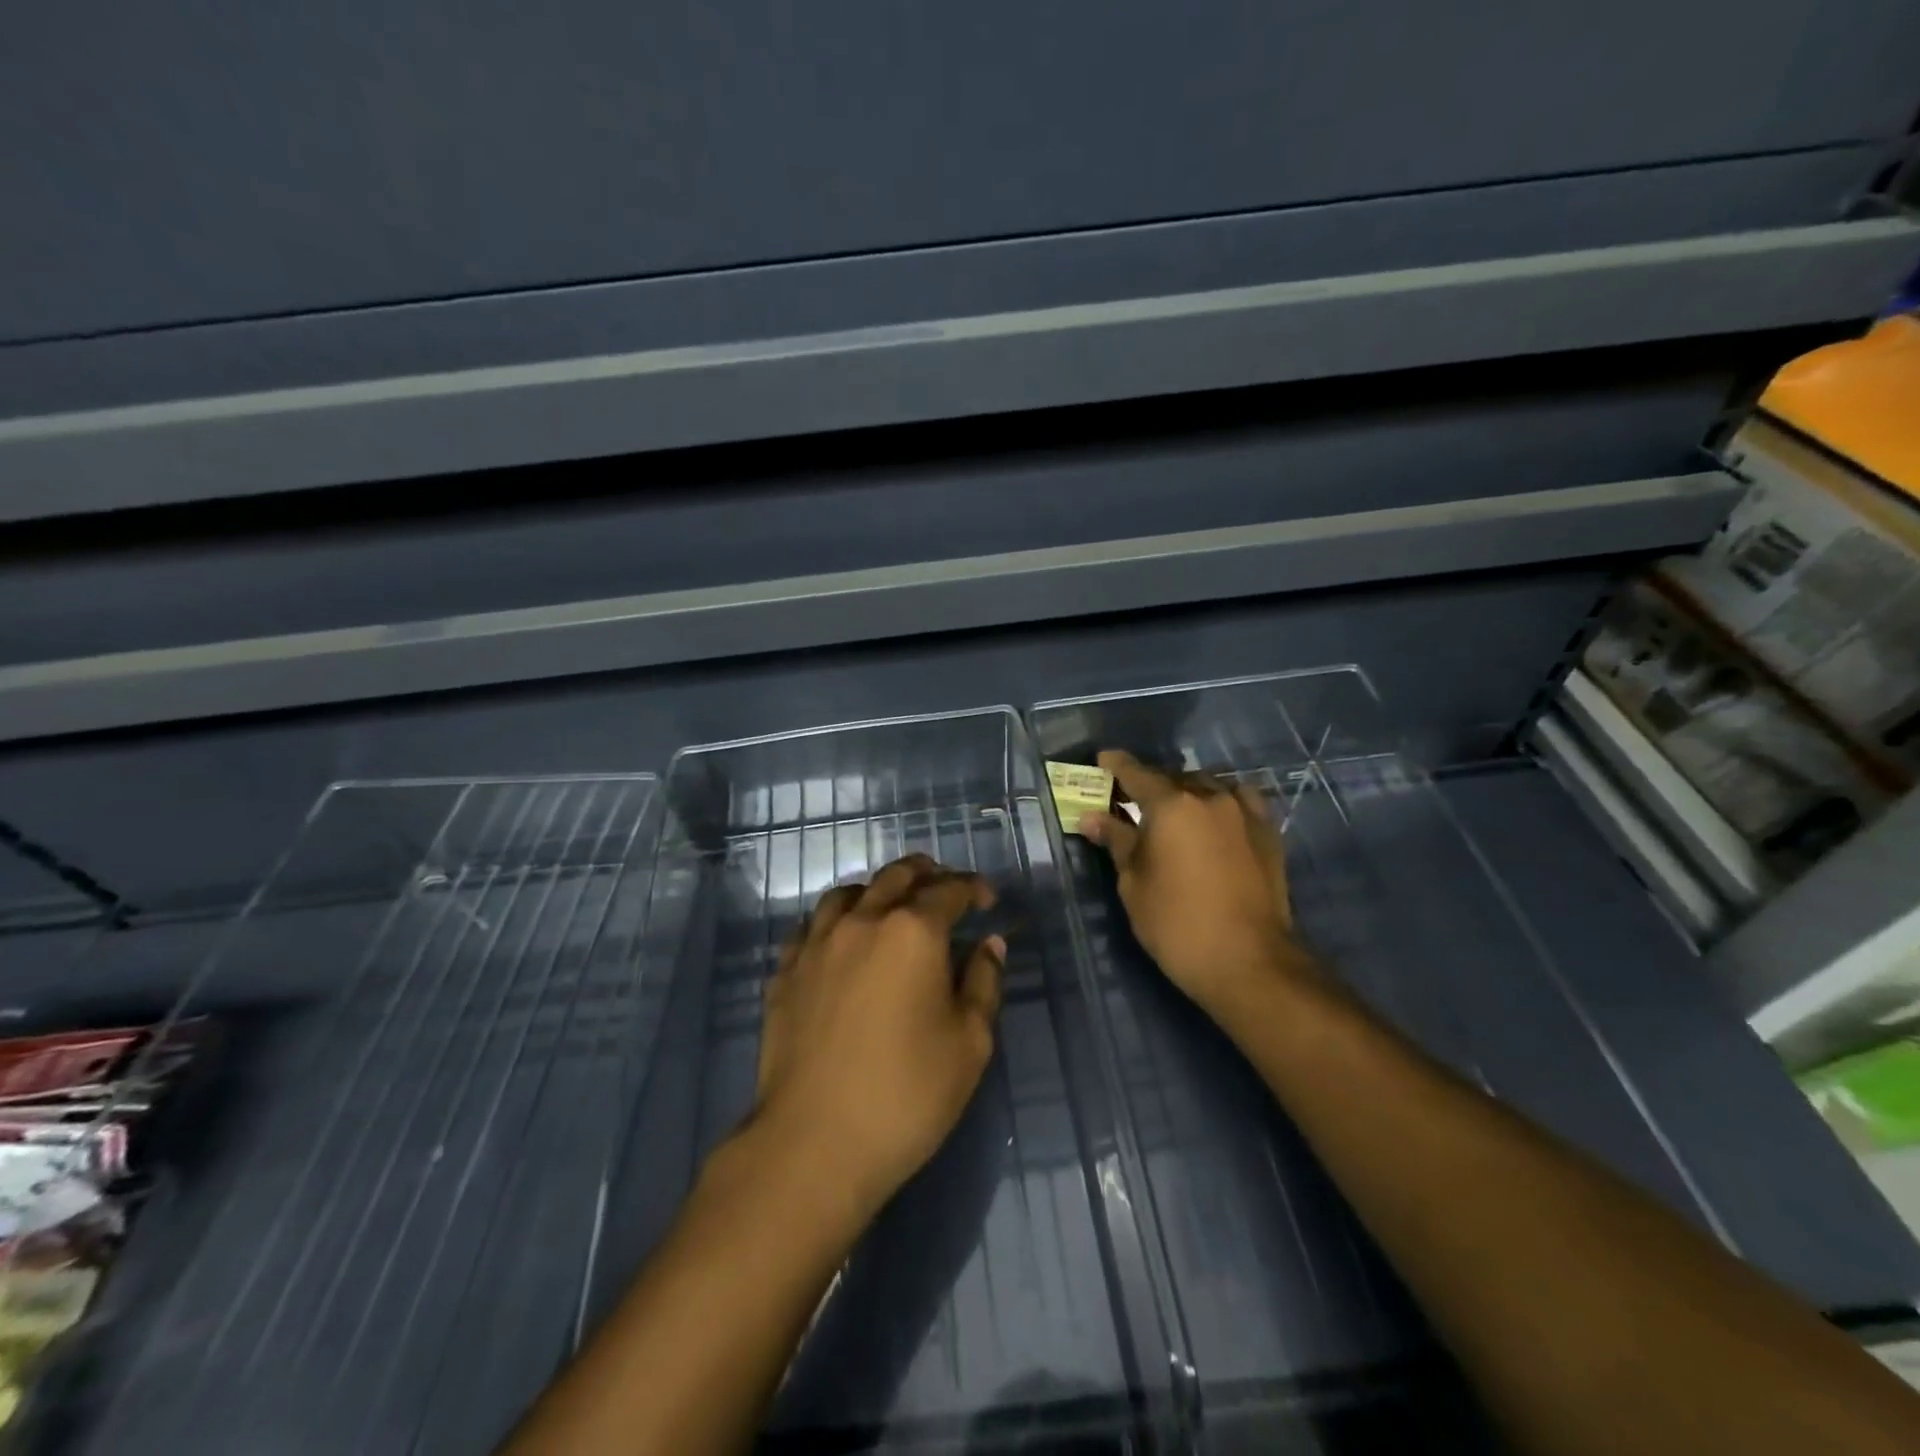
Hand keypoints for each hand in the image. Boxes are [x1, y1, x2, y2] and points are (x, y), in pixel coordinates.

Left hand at [751, 854, 1005, 1214]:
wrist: (814, 1142)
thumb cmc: (906, 1093)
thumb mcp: (969, 1043)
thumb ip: (983, 982)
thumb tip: (989, 943)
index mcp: (913, 931)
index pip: (949, 890)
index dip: (973, 887)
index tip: (987, 899)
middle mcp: (863, 921)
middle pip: (896, 877)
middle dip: (927, 874)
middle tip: (944, 887)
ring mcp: (818, 943)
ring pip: (848, 892)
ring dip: (877, 890)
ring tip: (892, 905)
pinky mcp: (786, 971)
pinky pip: (812, 925)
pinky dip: (835, 919)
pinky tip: (842, 939)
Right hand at [1079, 750, 1313, 1019]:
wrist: (1249, 962)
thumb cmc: (1177, 924)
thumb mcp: (1133, 884)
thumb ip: (1117, 842)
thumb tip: (1093, 818)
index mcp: (1172, 805)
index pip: (1136, 774)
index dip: (1116, 766)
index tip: (1103, 760)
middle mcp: (1210, 797)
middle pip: (1174, 777)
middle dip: (1151, 784)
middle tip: (1132, 800)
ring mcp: (1245, 812)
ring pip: (1210, 785)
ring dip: (1188, 791)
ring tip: (1176, 809)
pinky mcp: (1268, 832)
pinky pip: (1241, 801)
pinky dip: (1222, 801)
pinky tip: (1216, 817)